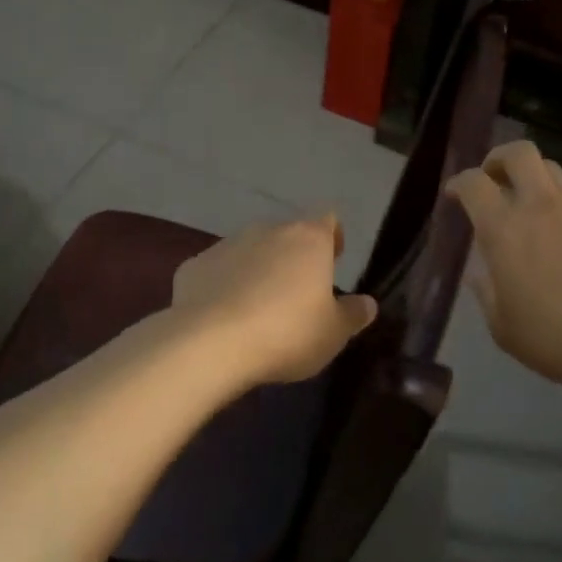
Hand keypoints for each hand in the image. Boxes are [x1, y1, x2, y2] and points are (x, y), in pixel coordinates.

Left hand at [171, 213, 376, 386]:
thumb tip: (368, 304)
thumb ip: (353, 314)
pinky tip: (222, 317)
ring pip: (250, 250)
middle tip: (297, 292)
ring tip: (258, 308)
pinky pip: (217, 271)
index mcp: (308, 239)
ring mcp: (226, 245)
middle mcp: (267, 231)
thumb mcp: (333, 333)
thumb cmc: (287, 332)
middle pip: (287, 234)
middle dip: (293, 257)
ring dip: (257, 270)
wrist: (211, 342)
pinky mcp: (193, 266)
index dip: (332, 236)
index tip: (333, 259)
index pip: (327, 219)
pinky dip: (223, 286)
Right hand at [446, 141, 561, 401]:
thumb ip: (485, 291)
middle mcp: (539, 206)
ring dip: (532, 177)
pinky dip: (561, 201)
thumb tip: (479, 273)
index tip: (453, 195)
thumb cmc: (552, 337)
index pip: (474, 183)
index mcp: (504, 229)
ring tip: (528, 201)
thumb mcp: (502, 325)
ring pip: (551, 168)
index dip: (458, 182)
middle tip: (493, 178)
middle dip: (499, 158)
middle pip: (519, 153)